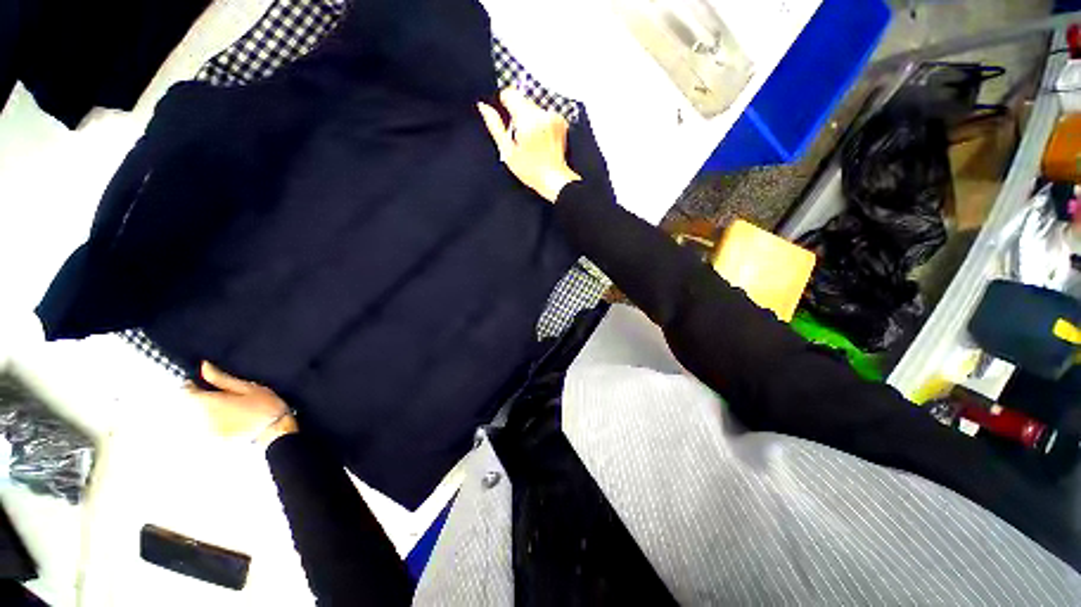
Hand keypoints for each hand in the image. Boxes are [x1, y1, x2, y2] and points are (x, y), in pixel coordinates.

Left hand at [186, 361, 297, 446]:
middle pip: (189, 406)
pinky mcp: (212, 441)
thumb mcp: (247, 388)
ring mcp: (205, 432)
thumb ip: (221, 378)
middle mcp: (201, 418)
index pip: (185, 391)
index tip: (201, 383)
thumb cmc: (264, 406)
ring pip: (195, 419)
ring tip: (225, 411)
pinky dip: (210, 425)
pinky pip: (204, 430)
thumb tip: (204, 366)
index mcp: (207, 401)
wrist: (274, 431)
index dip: (191, 385)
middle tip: (218, 398)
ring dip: (204, 413)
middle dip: (199, 400)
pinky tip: (228, 423)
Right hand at [478, 89, 580, 202]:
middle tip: (519, 137)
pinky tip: (541, 139)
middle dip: (517, 114)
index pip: (510, 93)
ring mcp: (554, 116)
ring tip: (531, 140)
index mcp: (527, 120)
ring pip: (533, 106)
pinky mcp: (561, 120)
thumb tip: (483, 106)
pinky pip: (544, 113)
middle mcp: (542, 114)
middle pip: (522, 99)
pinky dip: (540, 122)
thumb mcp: (507, 151)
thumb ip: (495, 126)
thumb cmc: (531, 170)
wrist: (554, 179)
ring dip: (529, 118)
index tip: (505, 120)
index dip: (504, 104)